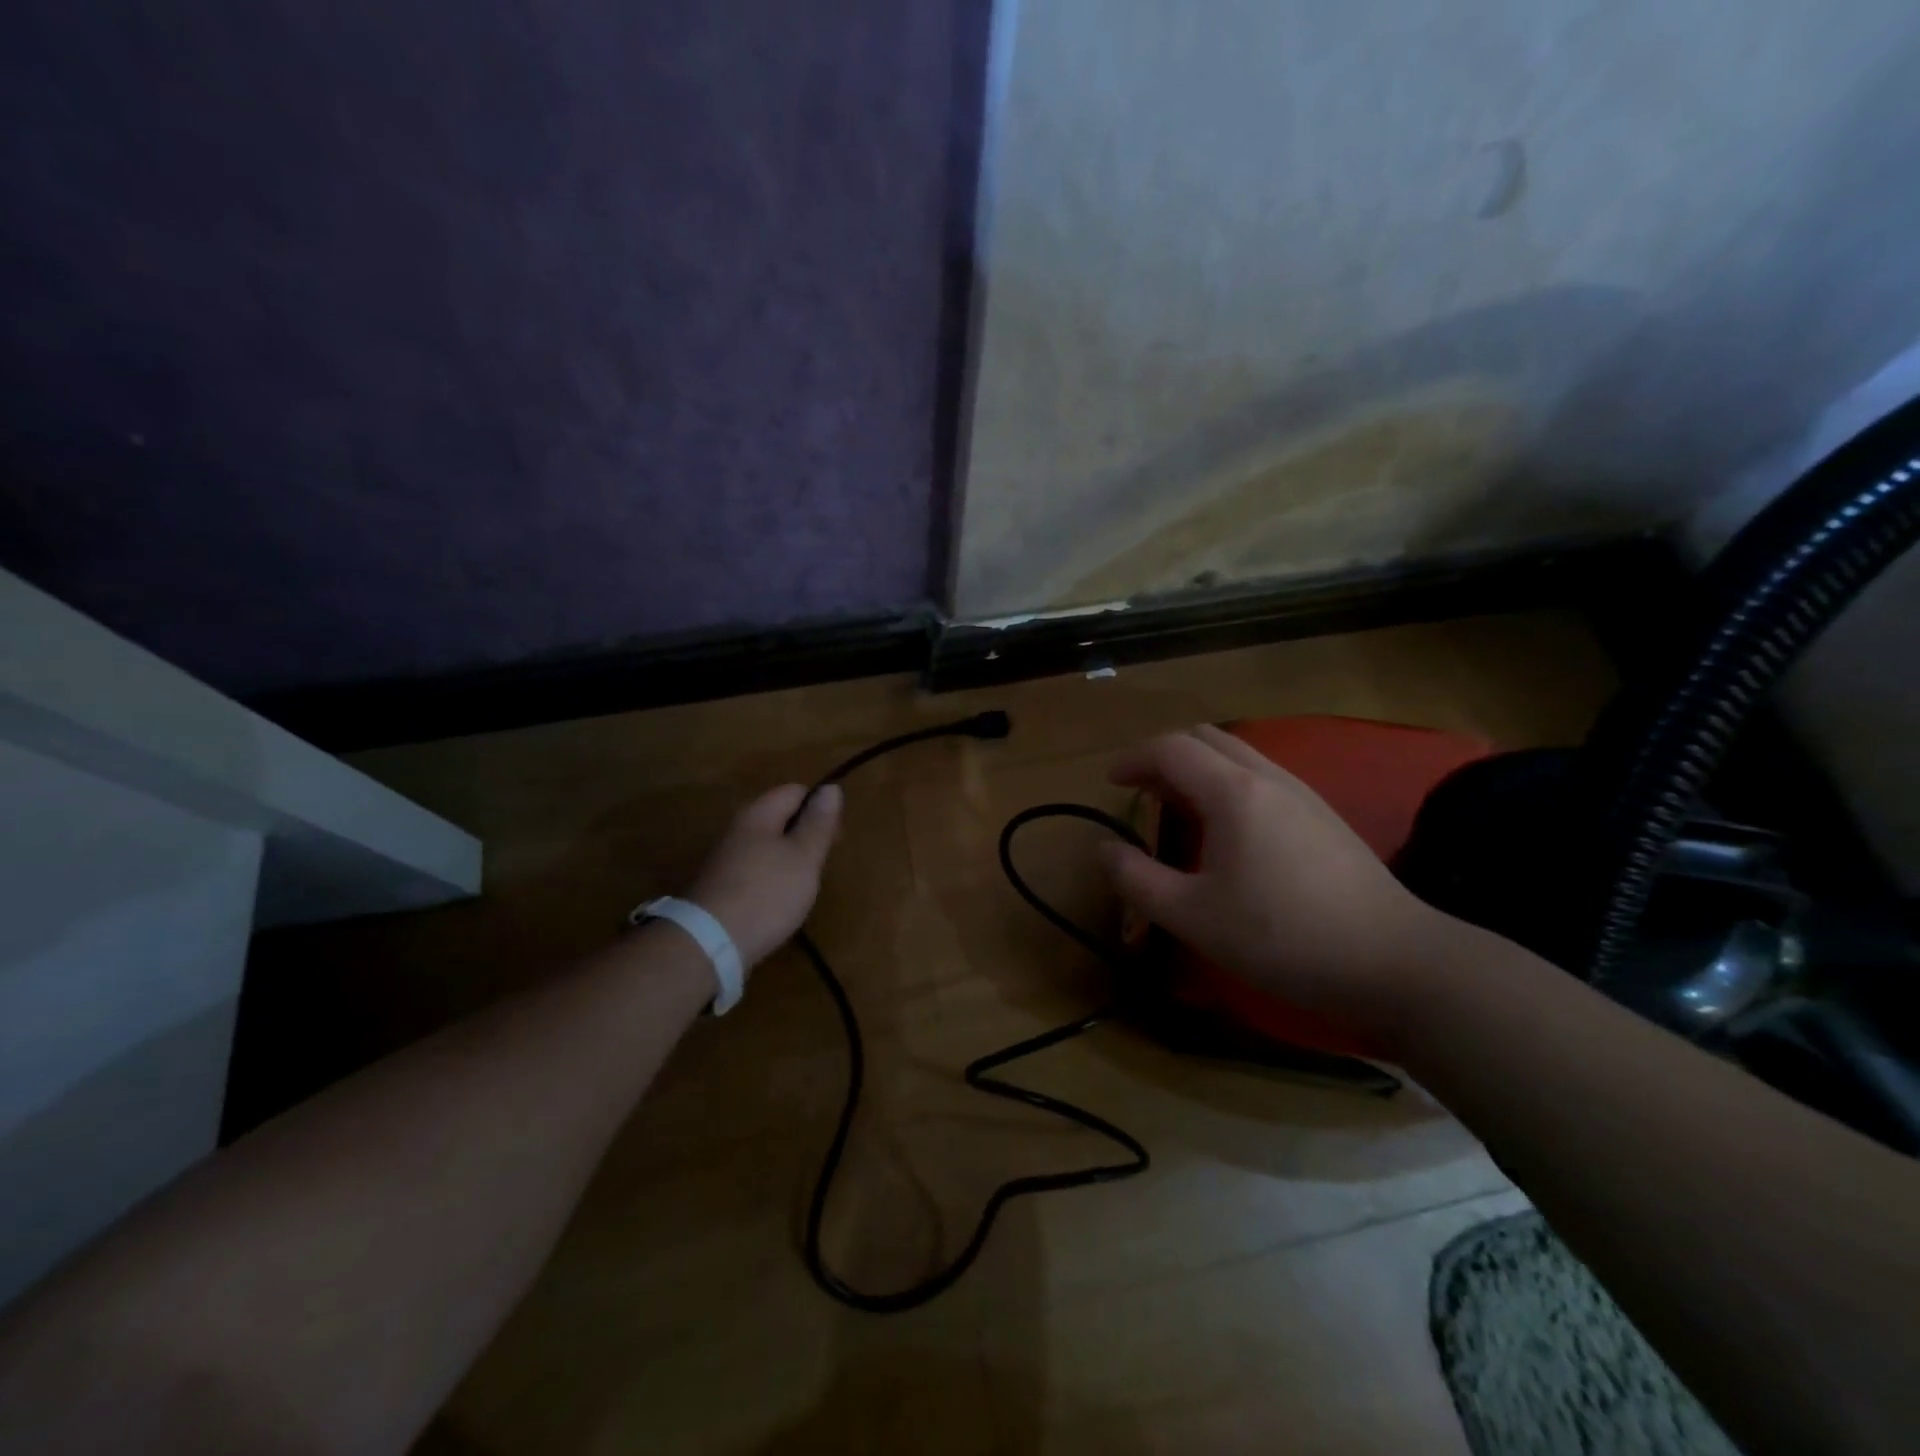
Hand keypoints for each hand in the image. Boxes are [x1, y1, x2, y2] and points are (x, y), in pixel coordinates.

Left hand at [685, 783, 842, 968]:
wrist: (710, 944)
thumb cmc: (767, 894)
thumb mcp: (804, 856)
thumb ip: (819, 823)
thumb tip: (830, 788)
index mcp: (758, 814)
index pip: (795, 791)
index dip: (820, 807)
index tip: (835, 838)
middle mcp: (738, 829)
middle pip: (780, 817)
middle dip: (805, 835)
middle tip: (821, 864)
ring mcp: (725, 859)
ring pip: (768, 846)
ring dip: (790, 859)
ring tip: (804, 886)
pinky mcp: (720, 886)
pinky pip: (755, 870)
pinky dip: (773, 879)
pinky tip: (779, 902)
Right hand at [1099, 726, 1448, 1043]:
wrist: (1394, 961)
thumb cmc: (1282, 936)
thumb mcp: (1193, 916)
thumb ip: (1138, 880)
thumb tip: (1106, 849)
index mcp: (1233, 791)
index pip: (1171, 748)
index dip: (1133, 759)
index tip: (1111, 783)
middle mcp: (1268, 777)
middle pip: (1206, 737)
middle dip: (1165, 755)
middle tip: (1143, 792)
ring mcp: (1302, 792)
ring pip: (1238, 754)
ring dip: (1198, 768)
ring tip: (1178, 809)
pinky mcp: (1323, 815)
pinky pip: (1261, 776)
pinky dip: (1227, 783)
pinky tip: (1228, 831)